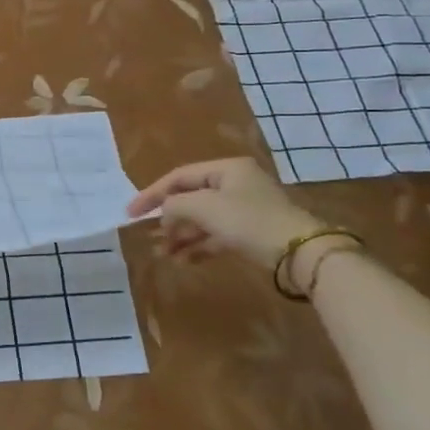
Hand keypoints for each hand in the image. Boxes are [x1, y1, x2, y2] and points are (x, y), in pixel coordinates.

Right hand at [128, 157, 323, 269]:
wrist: (299, 253)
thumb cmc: (249, 221)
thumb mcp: (205, 207)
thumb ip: (175, 205)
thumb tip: (163, 214)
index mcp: (226, 169)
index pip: (179, 176)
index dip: (152, 194)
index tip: (130, 212)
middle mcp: (235, 184)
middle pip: (190, 198)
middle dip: (168, 219)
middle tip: (148, 236)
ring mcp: (244, 210)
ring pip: (202, 220)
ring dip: (180, 236)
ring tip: (162, 253)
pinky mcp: (250, 233)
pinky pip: (215, 236)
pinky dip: (197, 246)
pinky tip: (182, 260)